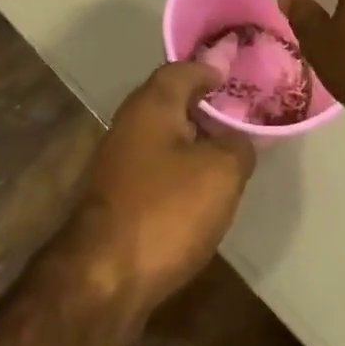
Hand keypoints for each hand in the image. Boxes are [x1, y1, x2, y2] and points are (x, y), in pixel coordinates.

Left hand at [70, 62, 256, 314]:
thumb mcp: (220, 172)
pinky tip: (202, 189)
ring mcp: (118, 163)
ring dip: (192, 140)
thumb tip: (236, 140)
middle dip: (203, 105)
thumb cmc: (166, 211)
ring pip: (162, 138)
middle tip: (240, 115)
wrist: (104, 276)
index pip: (181, 70)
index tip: (235, 77)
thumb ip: (237, 146)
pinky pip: (157, 169)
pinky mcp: (117, 197)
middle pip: (169, 103)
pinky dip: (180, 169)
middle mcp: (128, 126)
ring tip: (228, 152)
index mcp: (151, 106)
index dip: (210, 69)